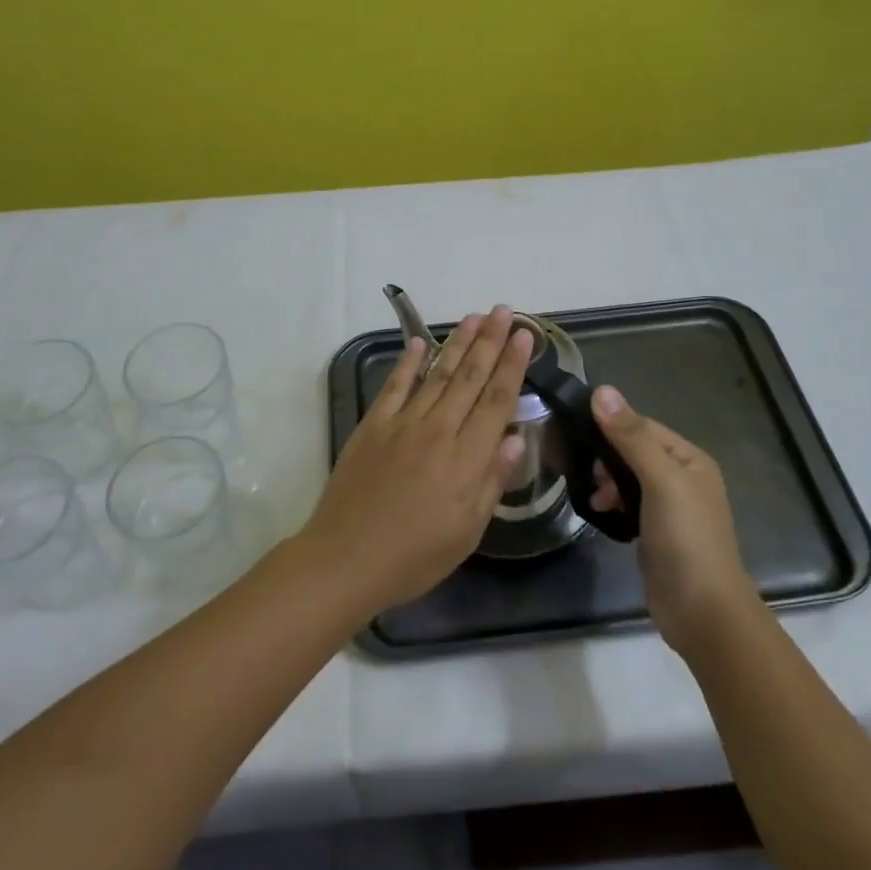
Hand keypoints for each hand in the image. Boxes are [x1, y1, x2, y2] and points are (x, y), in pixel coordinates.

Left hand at [302, 307, 532, 616]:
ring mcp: (402, 423)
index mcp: (467, 457)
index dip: (513, 365)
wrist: (346, 558)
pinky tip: (419, 342)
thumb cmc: (415, 555)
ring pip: (437, 373)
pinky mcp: (373, 425)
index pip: (497, 400)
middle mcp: (438, 430)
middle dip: (489, 341)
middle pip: (470, 377)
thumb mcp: (468, 531)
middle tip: (503, 310)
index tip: (524, 336)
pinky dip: (408, 362)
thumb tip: (517, 437)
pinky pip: (395, 385)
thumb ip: (493, 480)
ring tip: (473, 317)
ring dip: (457, 342)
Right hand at [589, 386, 756, 658]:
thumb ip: (631, 437)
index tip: (573, 431)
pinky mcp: (655, 532)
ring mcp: (669, 507)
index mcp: (690, 459)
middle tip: (583, 470)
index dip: (610, 426)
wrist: (702, 612)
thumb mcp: (660, 481)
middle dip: (605, 456)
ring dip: (605, 480)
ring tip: (592, 495)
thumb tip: (602, 390)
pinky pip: (627, 503)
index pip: (642, 426)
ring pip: (627, 477)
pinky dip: (611, 502)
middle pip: (633, 450)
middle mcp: (682, 477)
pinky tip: (599, 511)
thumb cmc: (686, 539)